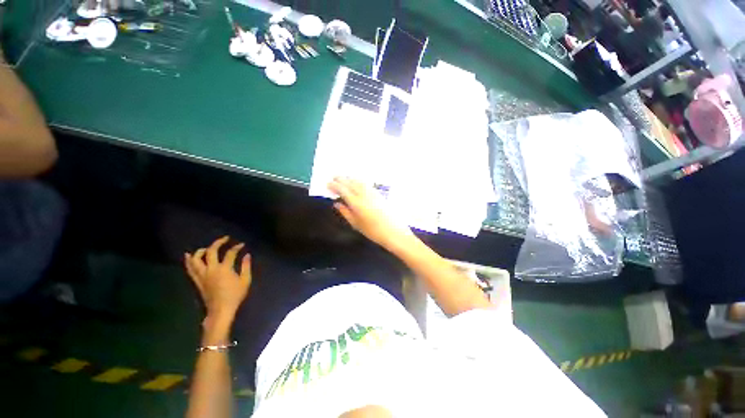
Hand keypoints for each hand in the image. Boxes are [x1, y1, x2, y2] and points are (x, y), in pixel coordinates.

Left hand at [184, 236, 251, 323]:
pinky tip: (189, 256)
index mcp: (224, 269)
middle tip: (225, 239)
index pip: (230, 253)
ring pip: (196, 259)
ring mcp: (202, 275)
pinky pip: (190, 268)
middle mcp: (211, 269)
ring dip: (201, 250)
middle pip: (211, 251)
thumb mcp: (245, 280)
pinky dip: (189, 261)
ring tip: (207, 248)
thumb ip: (246, 266)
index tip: (242, 244)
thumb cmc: (235, 295)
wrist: (220, 310)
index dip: (237, 247)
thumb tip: (247, 255)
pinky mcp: (197, 281)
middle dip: (218, 242)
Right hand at [328, 177, 413, 249]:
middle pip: (351, 183)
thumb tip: (336, 203)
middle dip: (341, 179)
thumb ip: (345, 212)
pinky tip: (357, 183)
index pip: (343, 190)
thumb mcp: (356, 224)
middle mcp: (364, 195)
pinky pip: (366, 184)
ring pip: (359, 181)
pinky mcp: (380, 194)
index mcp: (357, 203)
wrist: (394, 232)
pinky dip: (359, 181)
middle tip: (334, 178)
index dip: (335, 186)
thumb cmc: (373, 232)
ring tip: (344, 179)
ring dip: (350, 178)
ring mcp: (373, 193)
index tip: (328, 184)